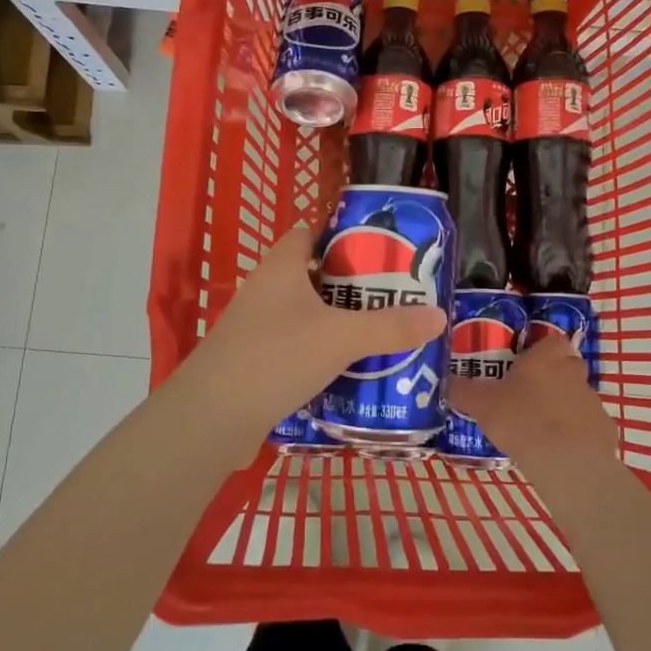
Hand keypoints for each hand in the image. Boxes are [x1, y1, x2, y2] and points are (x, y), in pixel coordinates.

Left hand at [175, 224, 445, 452]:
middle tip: (396, 295)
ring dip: (340, 322)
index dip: (343, 234)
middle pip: (315, 275)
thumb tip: (439, 315)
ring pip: (308, 315)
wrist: (212, 418)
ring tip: (384, 333)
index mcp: (281, 267)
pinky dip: (323, 353)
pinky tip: (352, 370)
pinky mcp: (255, 361)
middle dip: (353, 285)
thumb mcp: (340, 338)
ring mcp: (257, 327)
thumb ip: (389, 327)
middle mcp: (266, 290)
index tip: (381, 248)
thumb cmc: (275, 357)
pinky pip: (298, 347)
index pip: (310, 231)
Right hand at [447, 335, 616, 473]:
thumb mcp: (481, 404)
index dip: (540, 351)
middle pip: (567, 366)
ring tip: (541, 430)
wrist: (565, 461)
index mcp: (545, 358)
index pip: (551, 341)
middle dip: (553, 378)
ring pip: (578, 397)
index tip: (524, 367)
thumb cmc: (520, 420)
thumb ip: (463, 391)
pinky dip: (577, 435)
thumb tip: (448, 382)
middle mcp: (573, 372)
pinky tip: (559, 451)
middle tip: (529, 398)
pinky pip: (589, 427)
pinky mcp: (605, 430)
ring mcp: (593, 402)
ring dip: (564, 407)